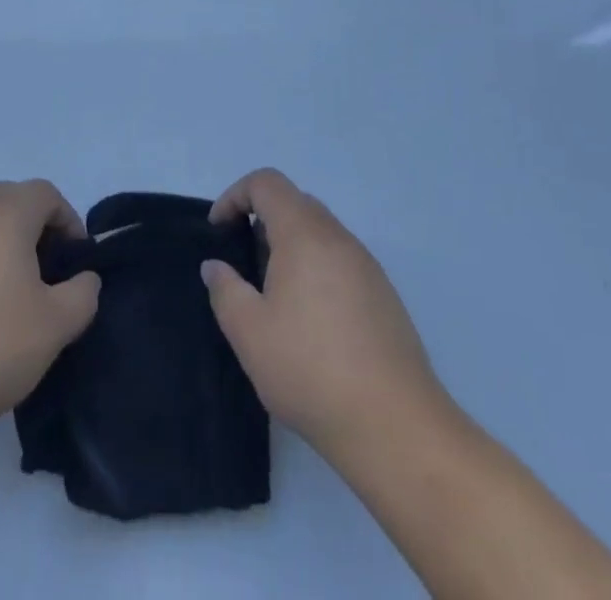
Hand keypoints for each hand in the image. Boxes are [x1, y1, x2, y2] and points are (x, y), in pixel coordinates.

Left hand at [0, 180, 101, 443]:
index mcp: (3, 215)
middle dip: (33, 226)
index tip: (74, 262)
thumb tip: (83, 279)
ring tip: (7, 294)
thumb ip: (83, 292)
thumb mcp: (56, 325)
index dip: (68, 221)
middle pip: (8, 199)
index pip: (45, 193)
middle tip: (44, 272)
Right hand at [201, 168, 452, 462]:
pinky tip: (310, 321)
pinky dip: (316, 270)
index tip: (219, 231)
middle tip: (244, 262)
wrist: (394, 426)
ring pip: (321, 233)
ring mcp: (367, 266)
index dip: (235, 196)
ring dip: (291, 247)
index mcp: (304, 234)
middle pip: (296, 202)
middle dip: (263, 220)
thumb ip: (225, 290)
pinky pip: (341, 261)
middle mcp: (339, 238)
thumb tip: (216, 266)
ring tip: (274, 296)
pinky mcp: (384, 296)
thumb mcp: (249, 332)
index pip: (267, 183)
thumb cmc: (310, 369)